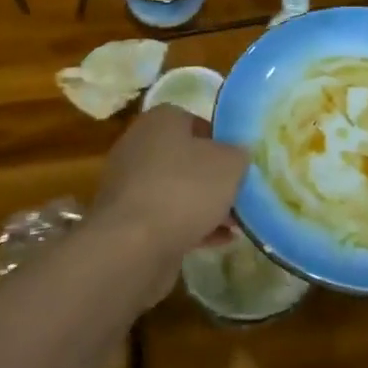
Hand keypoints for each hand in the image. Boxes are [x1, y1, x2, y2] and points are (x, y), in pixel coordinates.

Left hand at [91, 104, 248, 268]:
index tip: (241, 164)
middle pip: (186, 158)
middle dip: (214, 178)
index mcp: (160, 120)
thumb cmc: (184, 190)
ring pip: (177, 190)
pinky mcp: (127, 221)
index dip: (222, 142)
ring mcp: (130, 185)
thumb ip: (239, 154)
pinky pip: (166, 218)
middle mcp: (139, 146)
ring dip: (205, 205)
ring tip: (236, 224)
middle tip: (240, 195)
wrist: (132, 246)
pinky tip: (220, 241)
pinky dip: (192, 226)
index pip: (197, 122)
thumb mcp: (229, 164)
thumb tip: (238, 153)